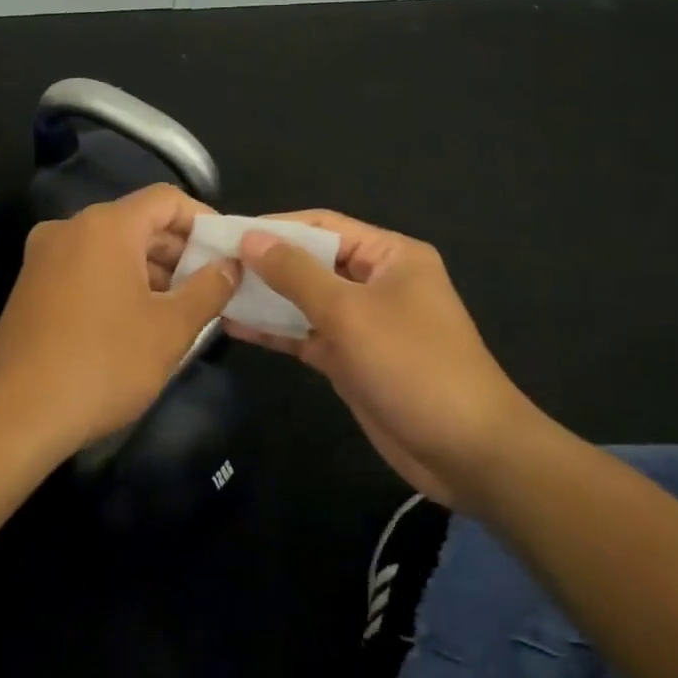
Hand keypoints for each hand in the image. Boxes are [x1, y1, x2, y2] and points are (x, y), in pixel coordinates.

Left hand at [0, 185, 239, 457]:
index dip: (203, 220)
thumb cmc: (103, 364)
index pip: (165, 199)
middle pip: (137, 222)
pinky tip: (137, 321)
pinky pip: (85, 269)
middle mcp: (69, 229)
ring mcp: (44, 257)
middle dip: (178, 251)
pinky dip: (117, 282)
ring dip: (149, 270)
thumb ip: (209, 289)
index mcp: (105, 226)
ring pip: (111, 248)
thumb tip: (231, 266)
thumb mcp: (170, 329)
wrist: (15, 416)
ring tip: (181, 309)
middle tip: (211, 286)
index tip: (227, 252)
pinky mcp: (30, 286)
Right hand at [228, 212, 538, 505]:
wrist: (466, 451)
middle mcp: (376, 282)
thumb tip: (250, 239)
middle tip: (211, 264)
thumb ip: (296, 274)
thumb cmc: (413, 366)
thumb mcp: (350, 312)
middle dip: (265, 263)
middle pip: (312, 262)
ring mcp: (363, 323)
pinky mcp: (351, 359)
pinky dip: (275, 331)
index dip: (275, 227)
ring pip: (305, 300)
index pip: (323, 226)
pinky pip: (307, 335)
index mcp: (389, 256)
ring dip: (265, 298)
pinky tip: (234, 326)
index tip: (227, 233)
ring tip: (214, 292)